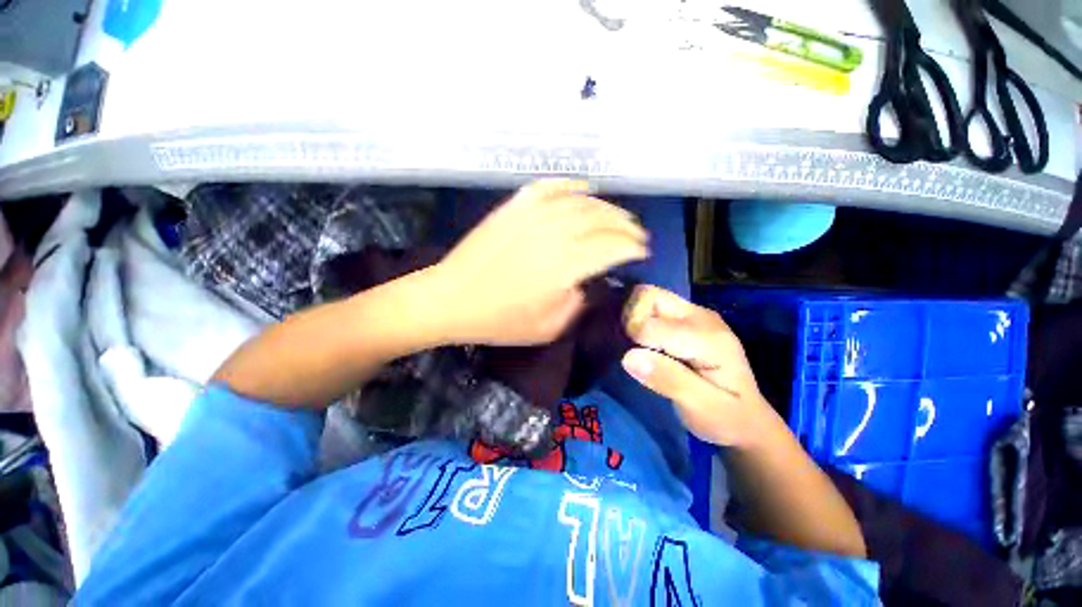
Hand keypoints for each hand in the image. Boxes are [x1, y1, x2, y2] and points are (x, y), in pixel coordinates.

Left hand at [428, 179, 649, 345]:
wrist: (451, 299)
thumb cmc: (499, 320)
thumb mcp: (549, 327)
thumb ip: (578, 304)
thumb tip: (587, 283)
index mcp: (566, 265)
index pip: (613, 247)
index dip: (632, 247)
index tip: (641, 252)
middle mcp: (555, 233)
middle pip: (602, 219)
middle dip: (625, 225)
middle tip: (635, 234)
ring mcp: (533, 215)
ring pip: (581, 201)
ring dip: (606, 206)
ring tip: (616, 215)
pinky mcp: (514, 207)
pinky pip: (549, 187)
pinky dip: (570, 185)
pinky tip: (582, 190)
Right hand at [620, 285, 778, 447]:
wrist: (748, 419)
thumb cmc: (726, 418)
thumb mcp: (700, 408)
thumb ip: (667, 380)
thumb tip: (628, 357)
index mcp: (708, 337)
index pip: (651, 325)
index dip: (634, 342)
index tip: (635, 364)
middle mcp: (701, 316)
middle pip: (649, 296)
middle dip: (630, 319)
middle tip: (630, 348)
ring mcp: (695, 314)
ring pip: (649, 298)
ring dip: (634, 318)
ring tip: (636, 347)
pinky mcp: (688, 319)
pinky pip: (653, 308)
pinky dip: (640, 320)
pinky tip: (644, 344)